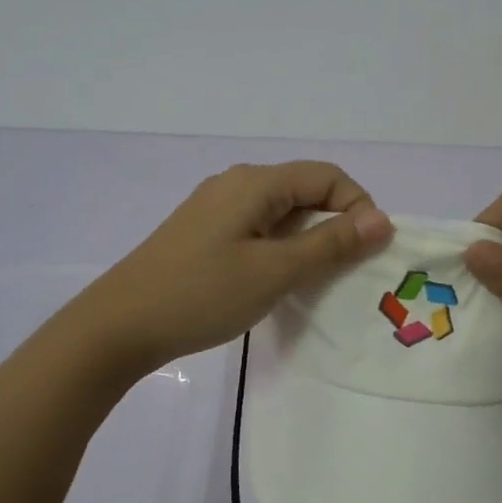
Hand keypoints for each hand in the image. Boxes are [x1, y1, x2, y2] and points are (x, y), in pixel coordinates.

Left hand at [75, 162, 393, 377]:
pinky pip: (258, 229)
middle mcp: (237, 184)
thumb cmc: (201, 295)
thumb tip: (382, 219)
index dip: (357, 207)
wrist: (119, 326)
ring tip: (316, 281)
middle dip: (335, 225)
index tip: (368, 252)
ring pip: (282, 213)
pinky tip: (278, 282)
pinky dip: (281, 249)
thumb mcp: (274, 271)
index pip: (327, 176)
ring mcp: (216, 209)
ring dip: (308, 240)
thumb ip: (330, 244)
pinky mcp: (205, 233)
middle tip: (348, 272)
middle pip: (304, 191)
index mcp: (255, 182)